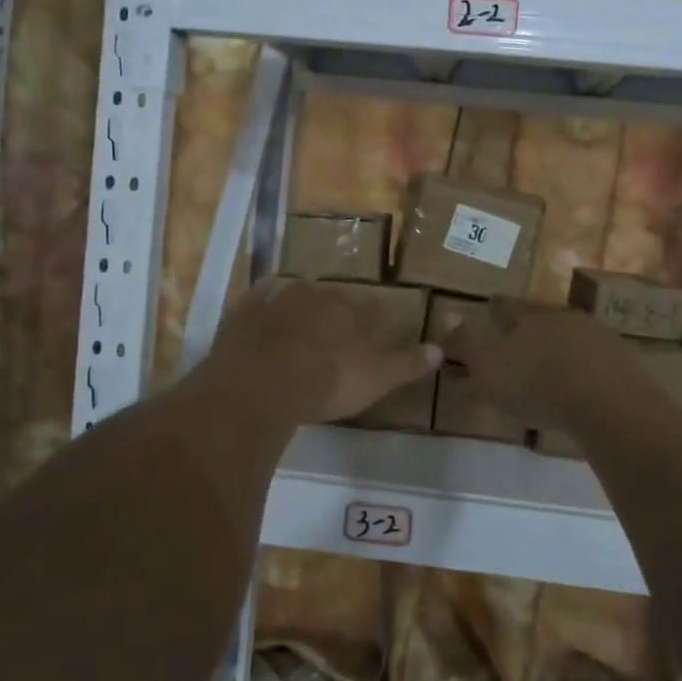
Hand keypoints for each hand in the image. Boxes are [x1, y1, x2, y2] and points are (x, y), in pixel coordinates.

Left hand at [203, 278, 441, 424]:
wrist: (260, 386)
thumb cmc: (327, 380)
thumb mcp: (377, 378)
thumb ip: (408, 363)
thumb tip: (441, 350)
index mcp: (346, 305)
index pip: (365, 306)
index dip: (367, 322)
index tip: (364, 338)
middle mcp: (312, 293)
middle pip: (326, 298)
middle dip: (329, 314)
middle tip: (329, 339)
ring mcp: (273, 300)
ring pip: (289, 298)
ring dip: (294, 311)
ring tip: (295, 335)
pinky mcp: (240, 314)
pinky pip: (254, 304)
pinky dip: (259, 311)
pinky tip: (259, 323)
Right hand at [445, 298, 652, 428]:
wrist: (607, 401)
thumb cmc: (536, 383)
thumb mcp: (488, 366)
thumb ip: (467, 342)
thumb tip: (449, 314)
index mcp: (526, 316)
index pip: (504, 306)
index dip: (494, 309)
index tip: (489, 310)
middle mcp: (561, 316)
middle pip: (540, 316)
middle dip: (529, 325)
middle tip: (520, 339)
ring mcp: (595, 334)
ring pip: (569, 333)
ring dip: (559, 344)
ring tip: (551, 362)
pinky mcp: (620, 359)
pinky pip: (594, 356)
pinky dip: (583, 365)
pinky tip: (581, 381)